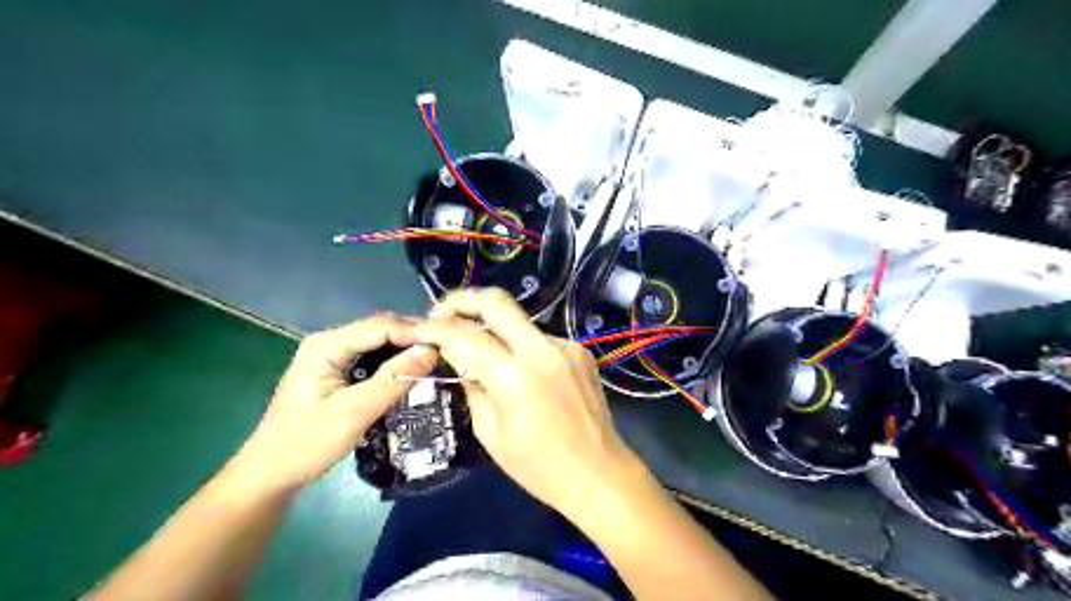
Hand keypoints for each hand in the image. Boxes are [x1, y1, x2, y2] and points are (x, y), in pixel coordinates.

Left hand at [227, 313, 439, 493]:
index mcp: (326, 345)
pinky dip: (395, 360)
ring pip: (379, 342)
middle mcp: (330, 342)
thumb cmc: (306, 444)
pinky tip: (412, 370)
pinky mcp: (337, 370)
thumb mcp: (354, 413)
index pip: (380, 326)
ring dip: (407, 348)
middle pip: (380, 329)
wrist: (269, 475)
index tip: (447, 344)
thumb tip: (431, 351)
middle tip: (447, 350)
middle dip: (413, 337)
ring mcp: (332, 355)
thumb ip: (392, 380)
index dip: (415, 332)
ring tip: (437, 358)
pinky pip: (373, 356)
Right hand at [412, 289, 642, 518]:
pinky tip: (521, 371)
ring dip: (493, 328)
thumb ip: (472, 386)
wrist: (599, 473)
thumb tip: (458, 357)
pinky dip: (521, 347)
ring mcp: (565, 346)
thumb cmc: (539, 466)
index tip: (416, 328)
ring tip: (480, 352)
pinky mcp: (580, 350)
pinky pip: (540, 339)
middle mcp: (543, 350)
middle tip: (441, 312)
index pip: (466, 336)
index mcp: (515, 377)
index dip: (435, 327)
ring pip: (519, 321)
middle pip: (497, 301)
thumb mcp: (491, 433)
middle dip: (462, 299)